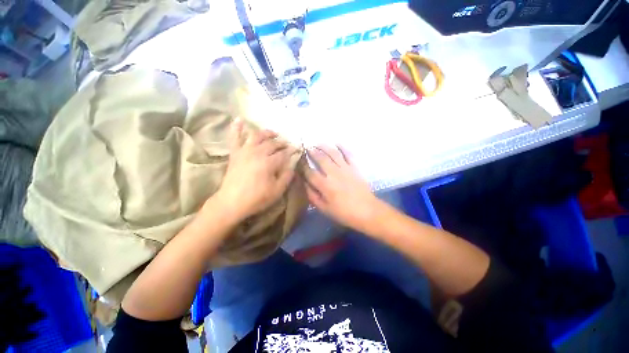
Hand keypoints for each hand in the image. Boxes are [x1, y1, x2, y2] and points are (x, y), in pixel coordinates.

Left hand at [212, 119, 296, 221]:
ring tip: (273, 133)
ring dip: (266, 133)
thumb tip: (293, 164)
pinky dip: (236, 128)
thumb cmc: (257, 198)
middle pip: (272, 143)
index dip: (292, 151)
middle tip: (287, 145)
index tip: (297, 149)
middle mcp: (257, 152)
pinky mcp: (235, 153)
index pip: (284, 153)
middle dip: (282, 143)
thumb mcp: (277, 191)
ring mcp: (244, 151)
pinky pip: (235, 137)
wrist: (231, 203)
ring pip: (257, 136)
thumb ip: (287, 176)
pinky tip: (239, 119)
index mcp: (269, 162)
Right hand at [303, 146, 382, 232]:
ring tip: (317, 143)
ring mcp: (345, 168)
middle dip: (312, 152)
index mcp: (325, 185)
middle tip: (306, 148)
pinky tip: (336, 143)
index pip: (310, 172)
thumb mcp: (324, 209)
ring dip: (324, 147)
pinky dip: (342, 147)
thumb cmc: (344, 213)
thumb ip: (312, 195)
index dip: (302, 166)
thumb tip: (304, 183)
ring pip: (333, 153)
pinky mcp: (355, 167)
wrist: (367, 211)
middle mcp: (333, 173)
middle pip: (320, 158)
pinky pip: (348, 154)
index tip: (298, 161)